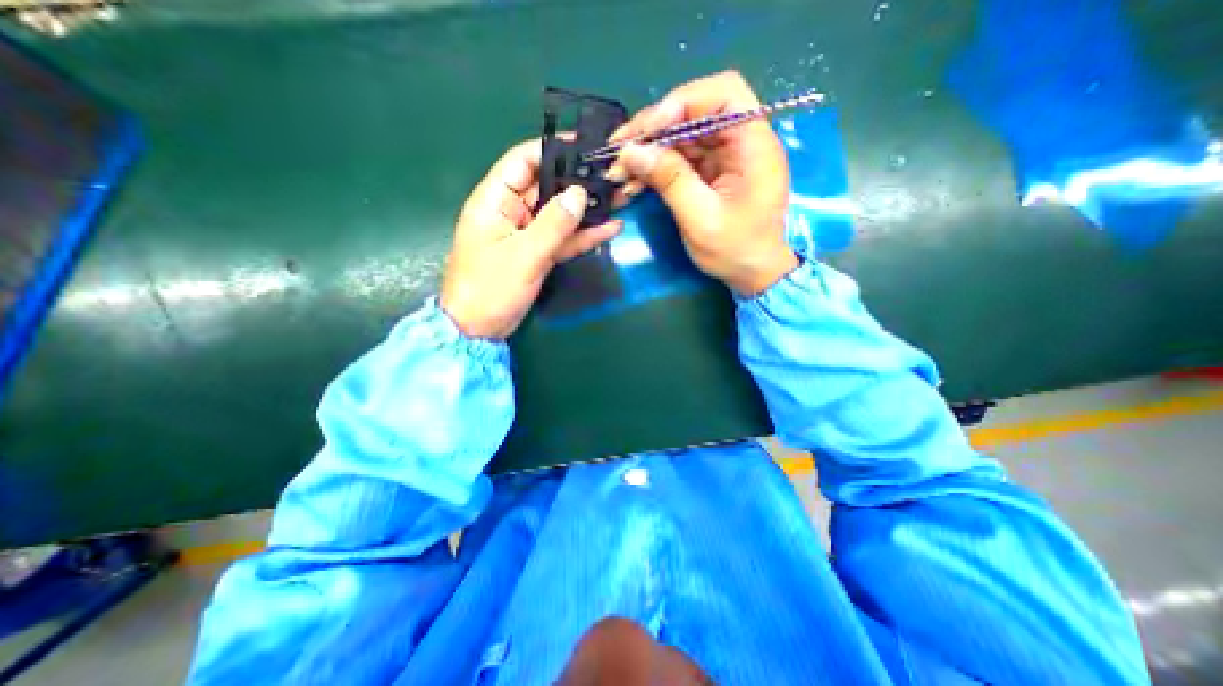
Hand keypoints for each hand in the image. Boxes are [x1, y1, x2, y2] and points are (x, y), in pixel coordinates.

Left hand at [442, 140, 625, 340]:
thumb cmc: (490, 289)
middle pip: (547, 187)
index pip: (522, 162)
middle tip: (611, 175)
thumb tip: (579, 193)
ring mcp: (527, 234)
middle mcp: (511, 212)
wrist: (479, 330)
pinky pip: (563, 239)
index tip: (584, 147)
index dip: (551, 151)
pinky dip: (583, 236)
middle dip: (578, 181)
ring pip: (559, 215)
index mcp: (495, 201)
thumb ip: (553, 224)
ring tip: (618, 199)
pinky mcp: (538, 254)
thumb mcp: (523, 255)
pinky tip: (609, 229)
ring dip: (586, 210)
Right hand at [605, 69, 799, 293]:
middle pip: (695, 112)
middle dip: (654, 128)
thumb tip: (632, 151)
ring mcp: (725, 156)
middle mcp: (741, 142)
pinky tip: (634, 182)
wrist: (752, 274)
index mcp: (753, 145)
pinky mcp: (712, 171)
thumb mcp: (701, 219)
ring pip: (682, 136)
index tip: (648, 130)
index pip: (723, 94)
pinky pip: (680, 158)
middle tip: (619, 149)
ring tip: (619, 171)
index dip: (682, 103)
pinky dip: (656, 167)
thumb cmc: (735, 251)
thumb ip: (670, 181)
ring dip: (649, 151)